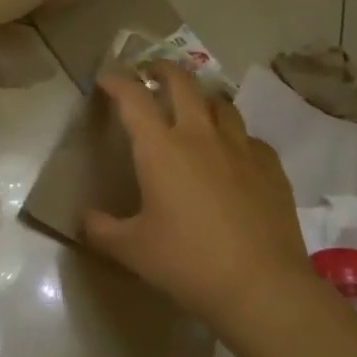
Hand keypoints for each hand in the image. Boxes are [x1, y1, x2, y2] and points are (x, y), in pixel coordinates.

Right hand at [84, 62, 313, 326]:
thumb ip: (101, 229)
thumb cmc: (187, 263)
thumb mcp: (131, 250)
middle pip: (182, 82)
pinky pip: (248, 137)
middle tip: (151, 72)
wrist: (260, 286)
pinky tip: (232, 155)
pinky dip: (234, 136)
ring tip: (194, 109)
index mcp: (160, 149)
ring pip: (220, 104)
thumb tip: (86, 217)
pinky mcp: (270, 167)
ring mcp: (240, 148)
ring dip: (201, 99)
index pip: (134, 97)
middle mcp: (199, 136)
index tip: (106, 78)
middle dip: (163, 69)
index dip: (117, 81)